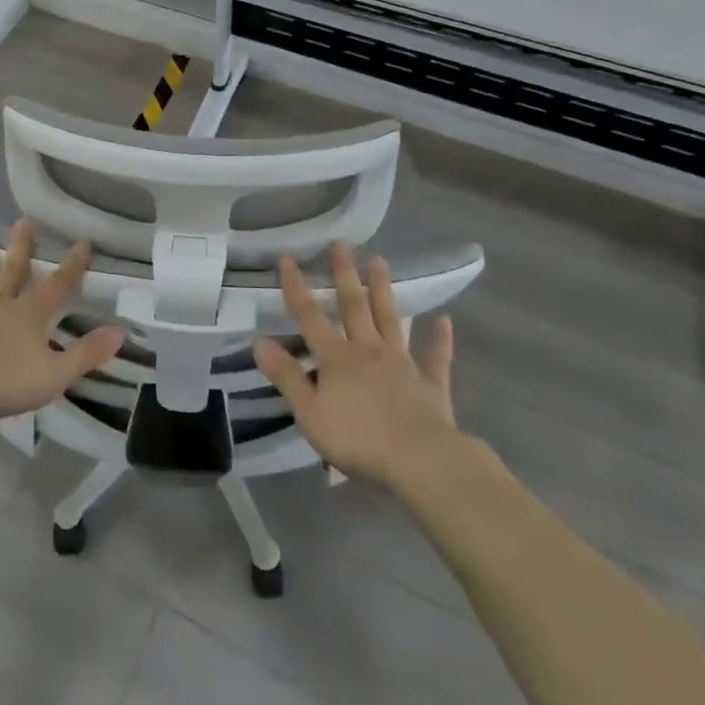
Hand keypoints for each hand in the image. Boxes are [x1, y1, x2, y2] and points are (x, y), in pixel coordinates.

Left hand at [0, 220, 125, 426]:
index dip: (72, 265)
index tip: (82, 241)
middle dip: (22, 247)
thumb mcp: (56, 373)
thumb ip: (87, 353)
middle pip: (13, 272)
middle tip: (24, 221)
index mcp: (29, 316)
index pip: (57, 285)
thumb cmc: (5, 382)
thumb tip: (121, 331)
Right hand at [253, 243, 458, 490]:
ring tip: (379, 261)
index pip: (309, 316)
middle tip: (342, 244)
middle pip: (354, 306)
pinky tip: (444, 320)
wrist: (420, 460)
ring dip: (383, 291)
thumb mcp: (310, 412)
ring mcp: (402, 364)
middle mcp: (368, 350)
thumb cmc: (357, 438)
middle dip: (345, 274)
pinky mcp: (431, 384)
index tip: (288, 257)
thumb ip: (287, 376)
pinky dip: (439, 339)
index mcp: (336, 358)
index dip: (296, 287)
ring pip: (390, 320)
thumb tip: (259, 341)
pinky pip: (436, 357)